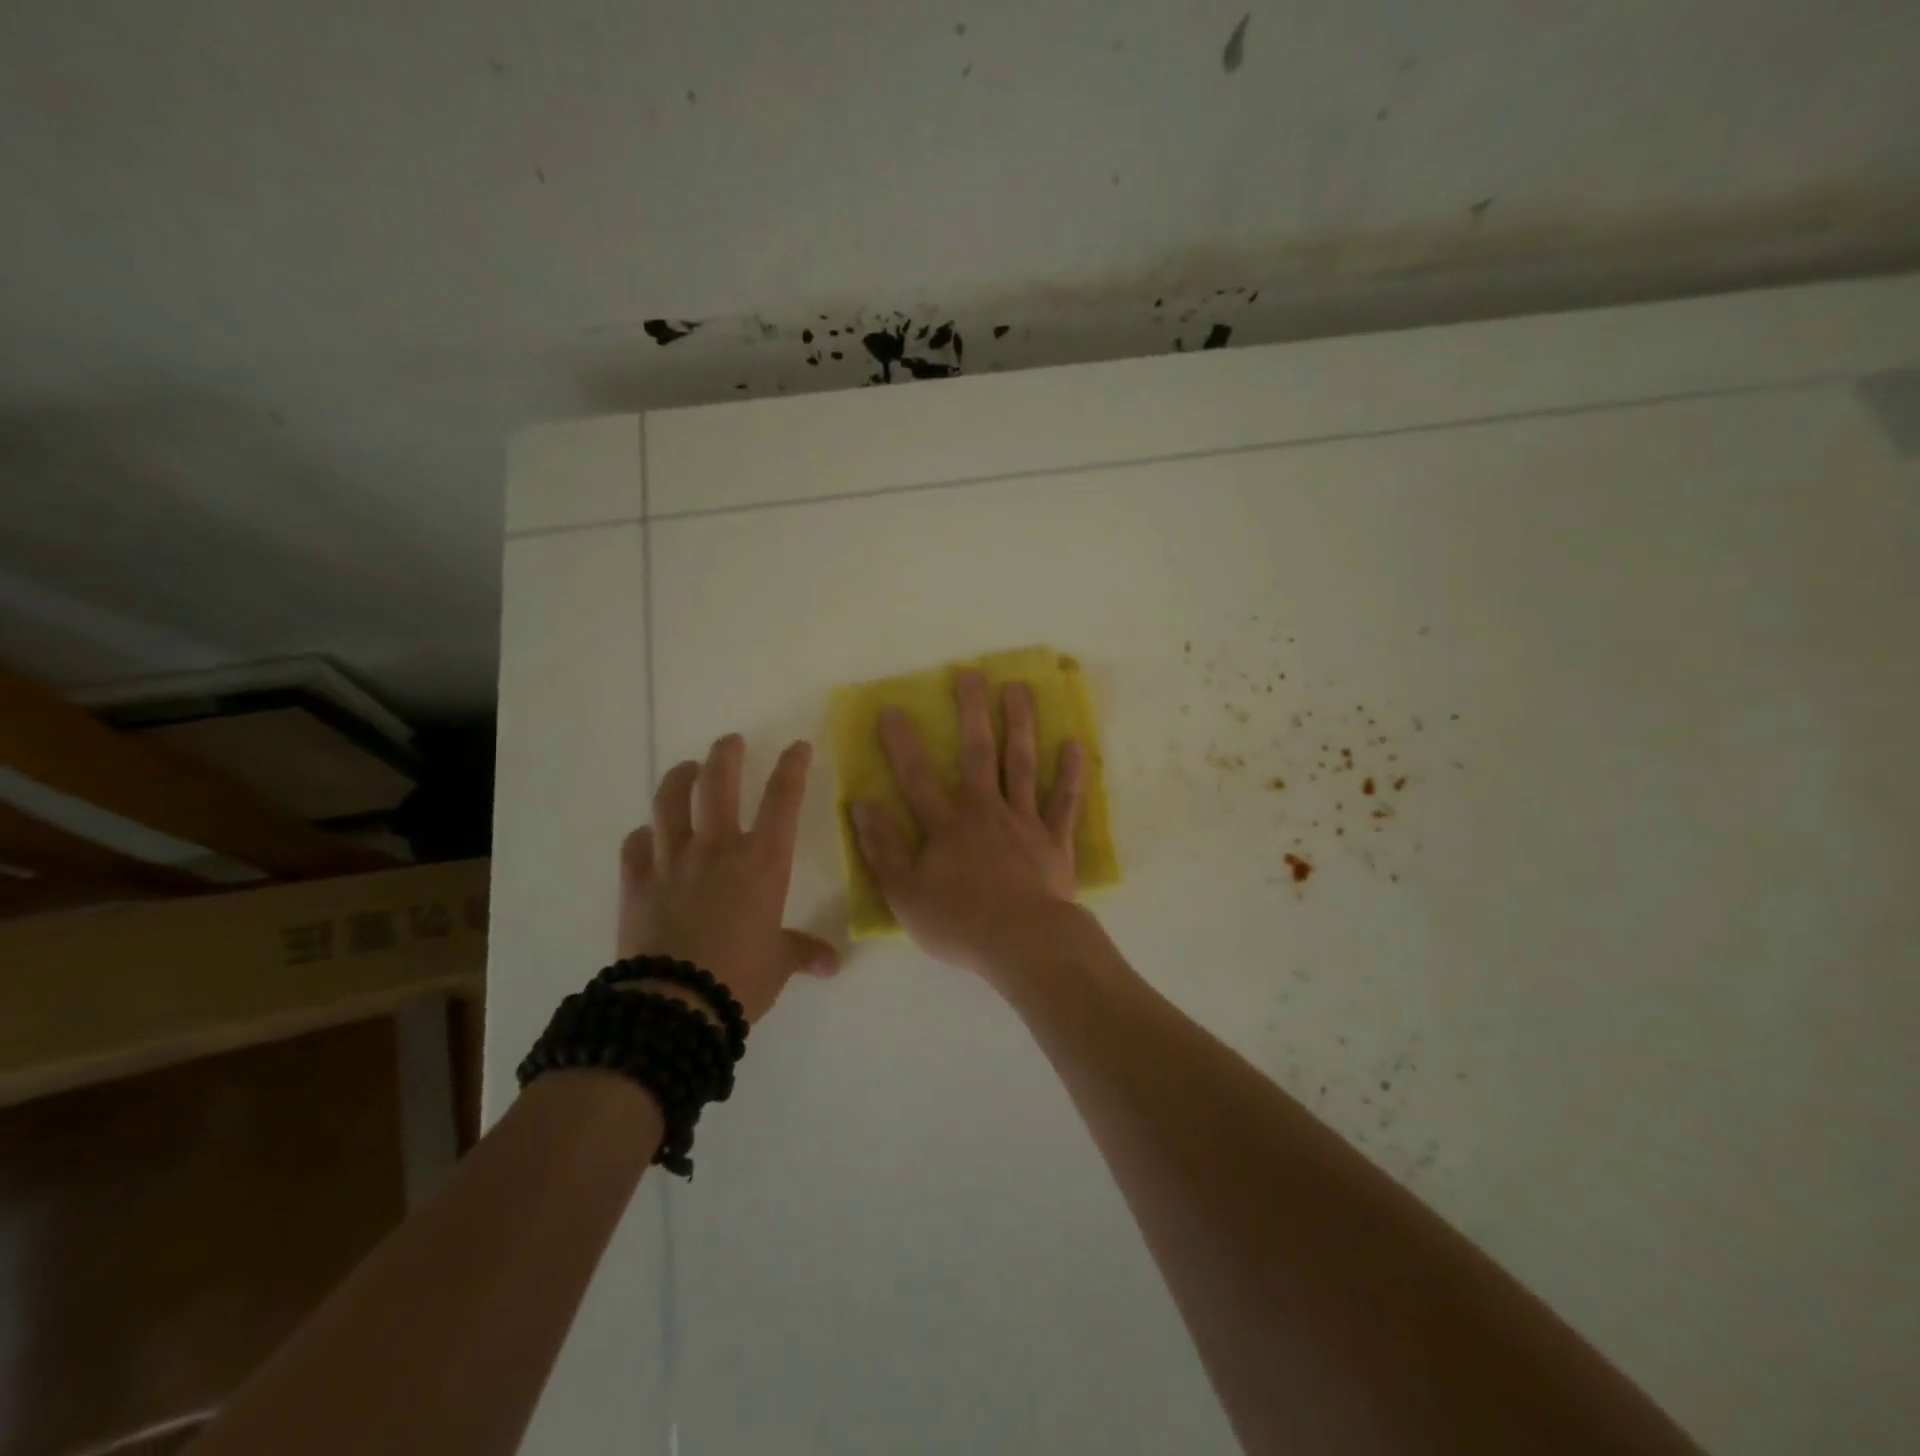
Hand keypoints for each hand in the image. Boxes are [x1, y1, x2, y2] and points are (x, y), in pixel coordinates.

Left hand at [617, 735, 839, 1022]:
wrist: (674, 1007)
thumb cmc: (740, 979)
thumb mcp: (779, 964)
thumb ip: (803, 953)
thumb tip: (831, 963)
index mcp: (762, 863)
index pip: (782, 800)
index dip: (792, 767)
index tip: (797, 747)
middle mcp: (717, 850)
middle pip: (718, 785)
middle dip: (726, 755)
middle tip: (730, 742)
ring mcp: (672, 863)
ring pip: (670, 803)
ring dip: (679, 779)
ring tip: (686, 769)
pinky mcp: (637, 884)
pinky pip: (635, 847)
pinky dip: (643, 836)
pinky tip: (648, 835)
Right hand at [849, 671, 1086, 977]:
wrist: (1024, 944)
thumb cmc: (960, 924)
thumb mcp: (905, 895)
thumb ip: (882, 849)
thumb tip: (861, 805)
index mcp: (947, 826)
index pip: (918, 777)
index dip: (902, 743)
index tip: (892, 709)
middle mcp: (986, 811)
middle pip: (978, 753)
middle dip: (972, 712)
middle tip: (970, 674)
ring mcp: (1024, 822)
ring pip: (1022, 764)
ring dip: (1020, 724)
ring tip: (1019, 689)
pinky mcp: (1054, 840)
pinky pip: (1063, 801)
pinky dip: (1069, 773)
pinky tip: (1072, 744)